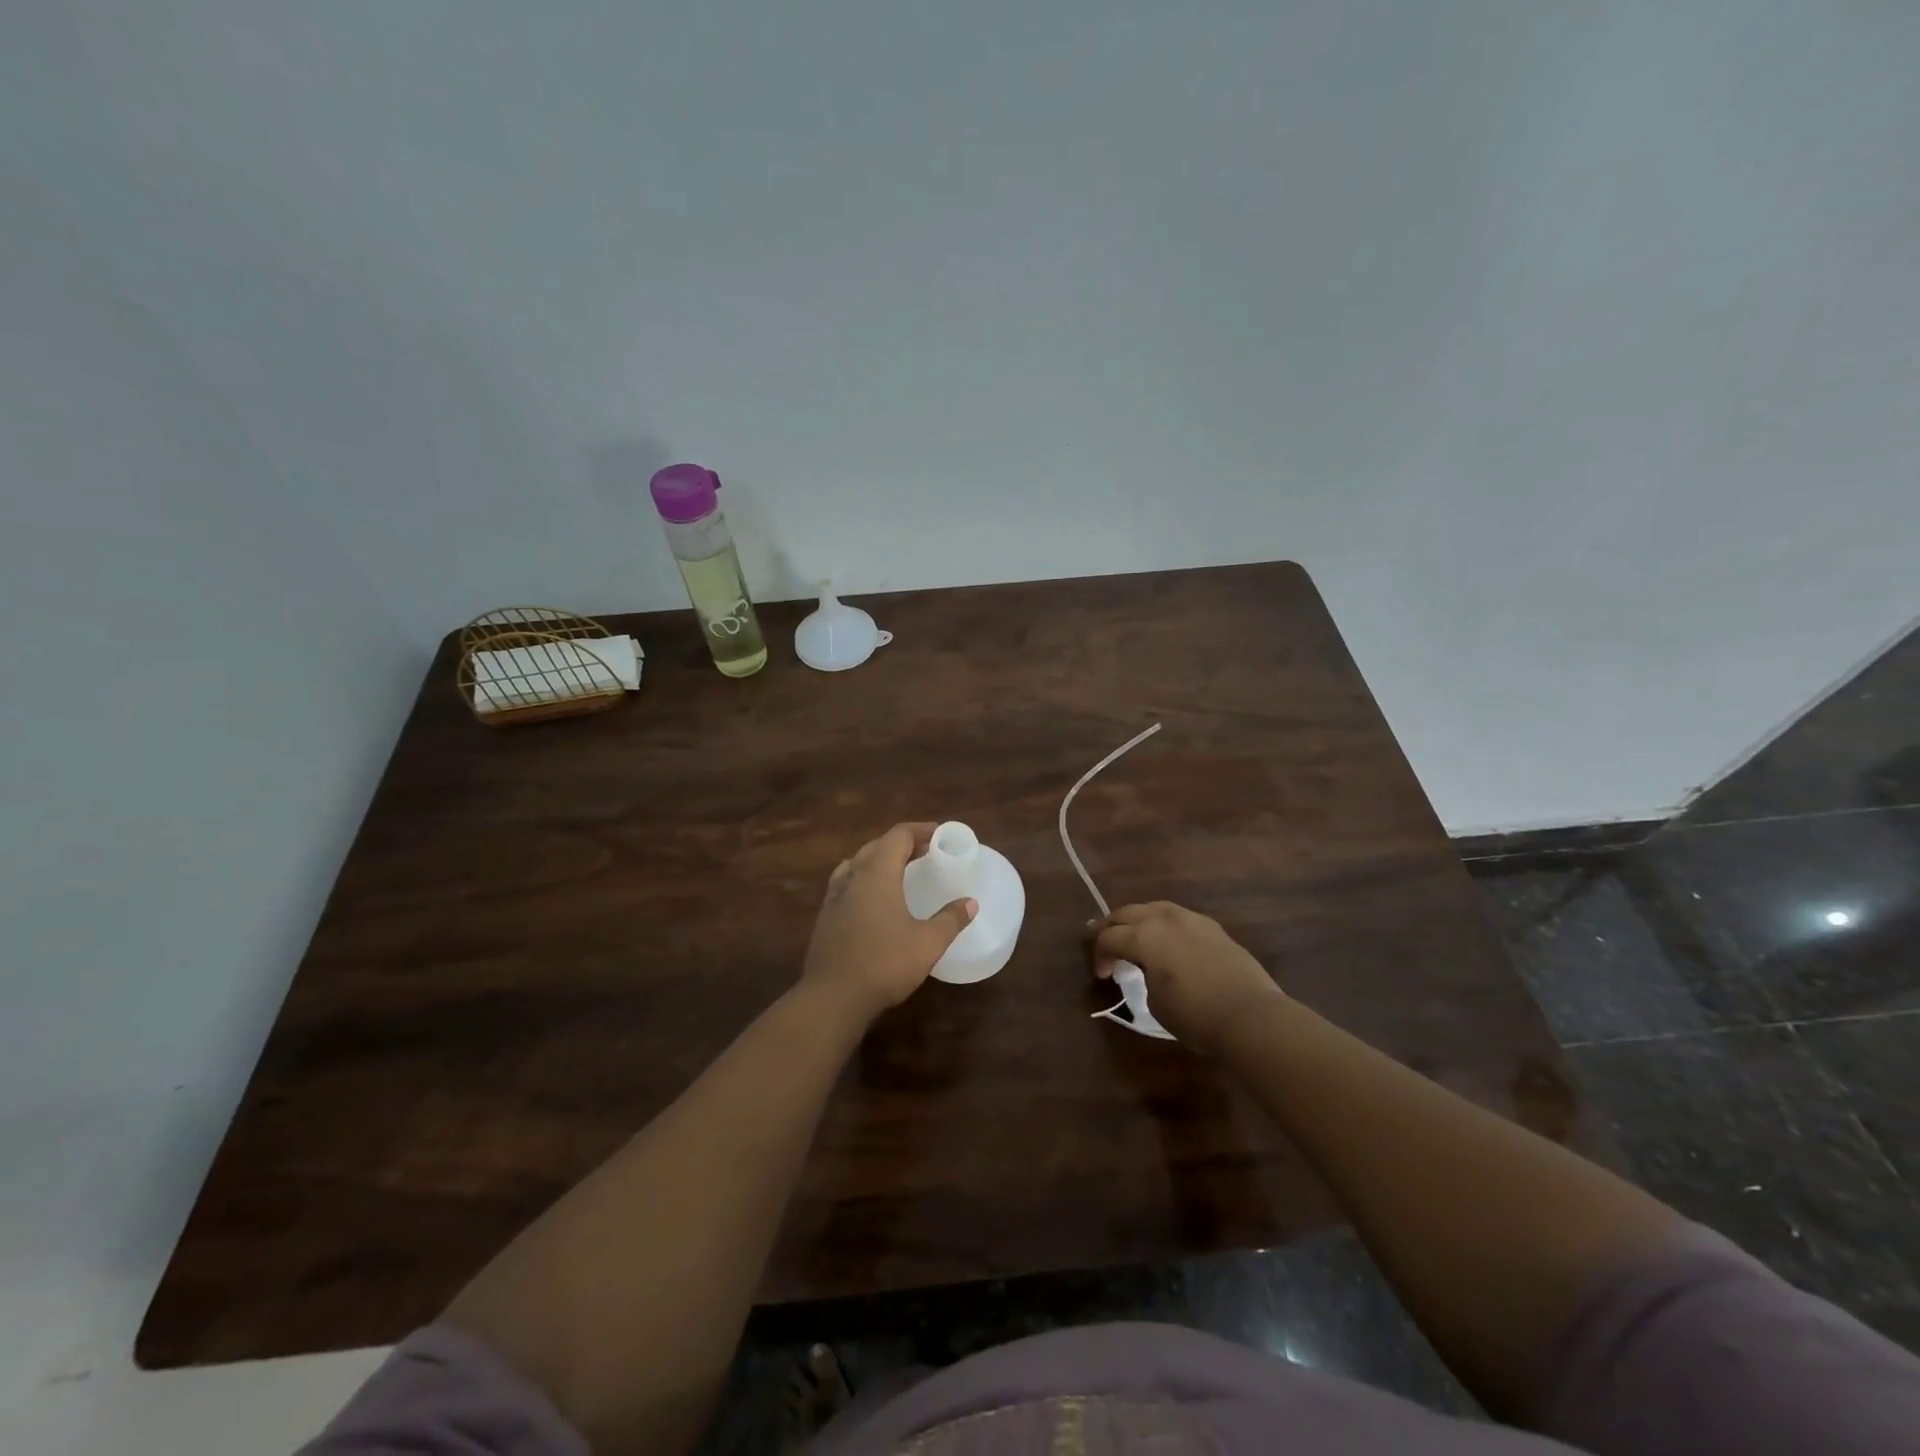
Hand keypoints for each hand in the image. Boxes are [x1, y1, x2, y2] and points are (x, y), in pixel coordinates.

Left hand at [802, 823, 976, 1021]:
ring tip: (900, 870)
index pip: (898, 836)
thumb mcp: (927, 944)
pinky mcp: (826, 917)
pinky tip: (873, 899)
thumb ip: (950, 920)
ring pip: (857, 863)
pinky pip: (846, 883)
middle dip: (902, 843)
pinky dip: (864, 879)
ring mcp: (835, 897)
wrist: (832, 997)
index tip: (940, 835)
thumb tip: (971, 903)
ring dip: (880, 859)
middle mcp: (853, 877)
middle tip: (926, 852)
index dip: (920, 830)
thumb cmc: (884, 964)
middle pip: (877, 846)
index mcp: (877, 874)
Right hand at [1089, 902, 1285, 1052]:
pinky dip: (1164, 924)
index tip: (1102, 975)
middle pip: (1127, 913)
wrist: (1250, 1016)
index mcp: (1144, 936)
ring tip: (1134, 934)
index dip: (1099, 955)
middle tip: (1102, 940)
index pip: (1109, 937)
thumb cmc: (1195, 1015)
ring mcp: (1191, 919)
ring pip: (1154, 908)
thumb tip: (1148, 970)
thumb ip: (1144, 976)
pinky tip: (1167, 938)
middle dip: (1111, 927)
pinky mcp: (1213, 927)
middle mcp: (1164, 919)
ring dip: (1138, 920)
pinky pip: (1178, 917)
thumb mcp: (1155, 1001)